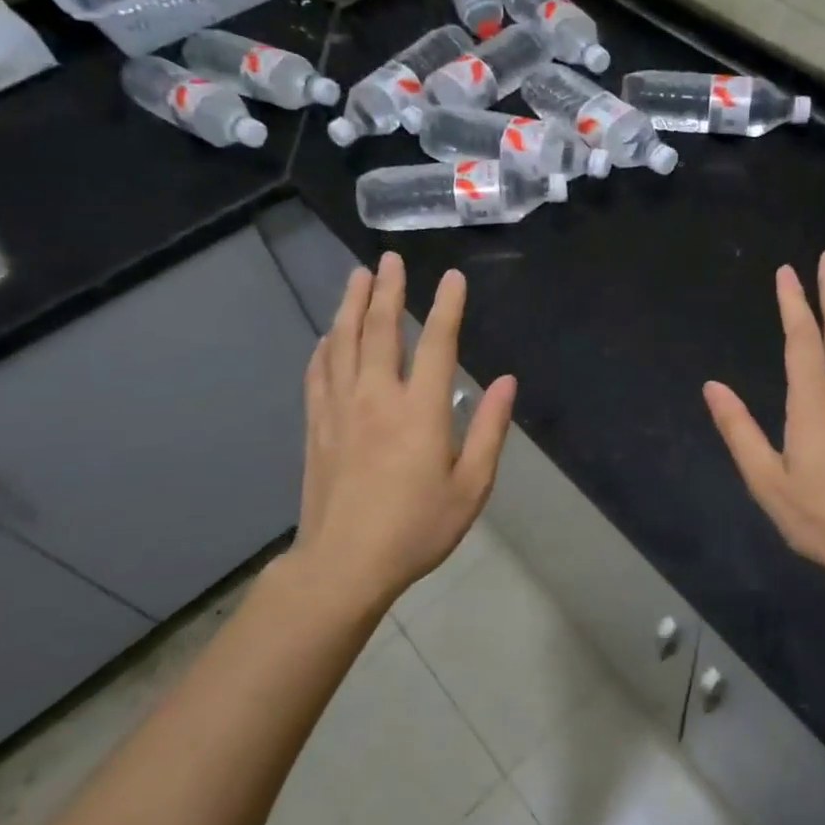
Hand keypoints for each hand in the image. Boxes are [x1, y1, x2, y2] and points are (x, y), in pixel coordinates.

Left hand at [286, 252, 515, 603]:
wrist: (344, 565)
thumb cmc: (417, 528)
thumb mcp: (471, 486)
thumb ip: (488, 429)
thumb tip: (507, 381)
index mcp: (419, 410)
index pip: (436, 343)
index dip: (446, 306)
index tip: (451, 277)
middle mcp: (376, 397)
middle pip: (378, 330)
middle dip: (386, 290)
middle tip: (389, 259)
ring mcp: (340, 409)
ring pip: (342, 343)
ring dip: (350, 305)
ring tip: (356, 276)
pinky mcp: (317, 425)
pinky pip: (318, 372)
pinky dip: (324, 346)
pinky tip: (327, 335)